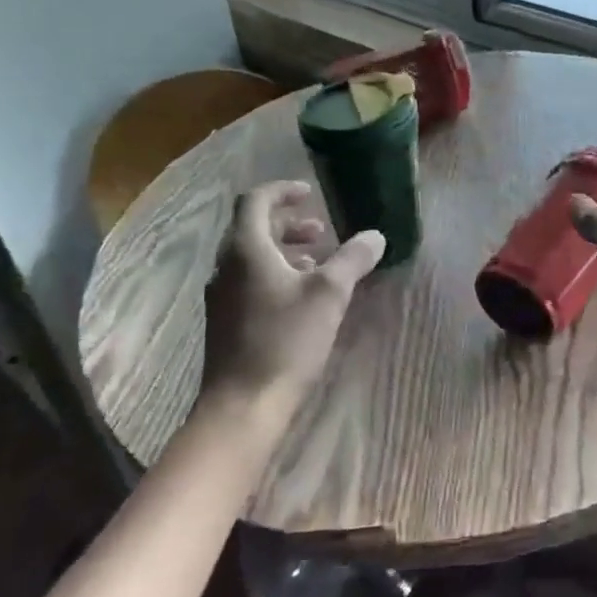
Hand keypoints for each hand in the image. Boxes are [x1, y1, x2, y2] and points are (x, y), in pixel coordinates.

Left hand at [201, 180, 384, 407]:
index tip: (310, 194)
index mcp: (246, 249)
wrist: (243, 406)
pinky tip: (301, 298)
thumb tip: (375, 236)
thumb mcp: (329, 295)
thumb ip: (353, 259)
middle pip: (252, 228)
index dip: (283, 191)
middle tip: (321, 230)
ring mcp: (222, 296)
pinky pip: (249, 280)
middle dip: (288, 223)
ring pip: (251, 256)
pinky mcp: (226, 321)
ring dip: (284, 250)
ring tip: (318, 263)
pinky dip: (275, 274)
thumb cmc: (285, 340)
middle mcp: (226, 266)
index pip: (255, 201)